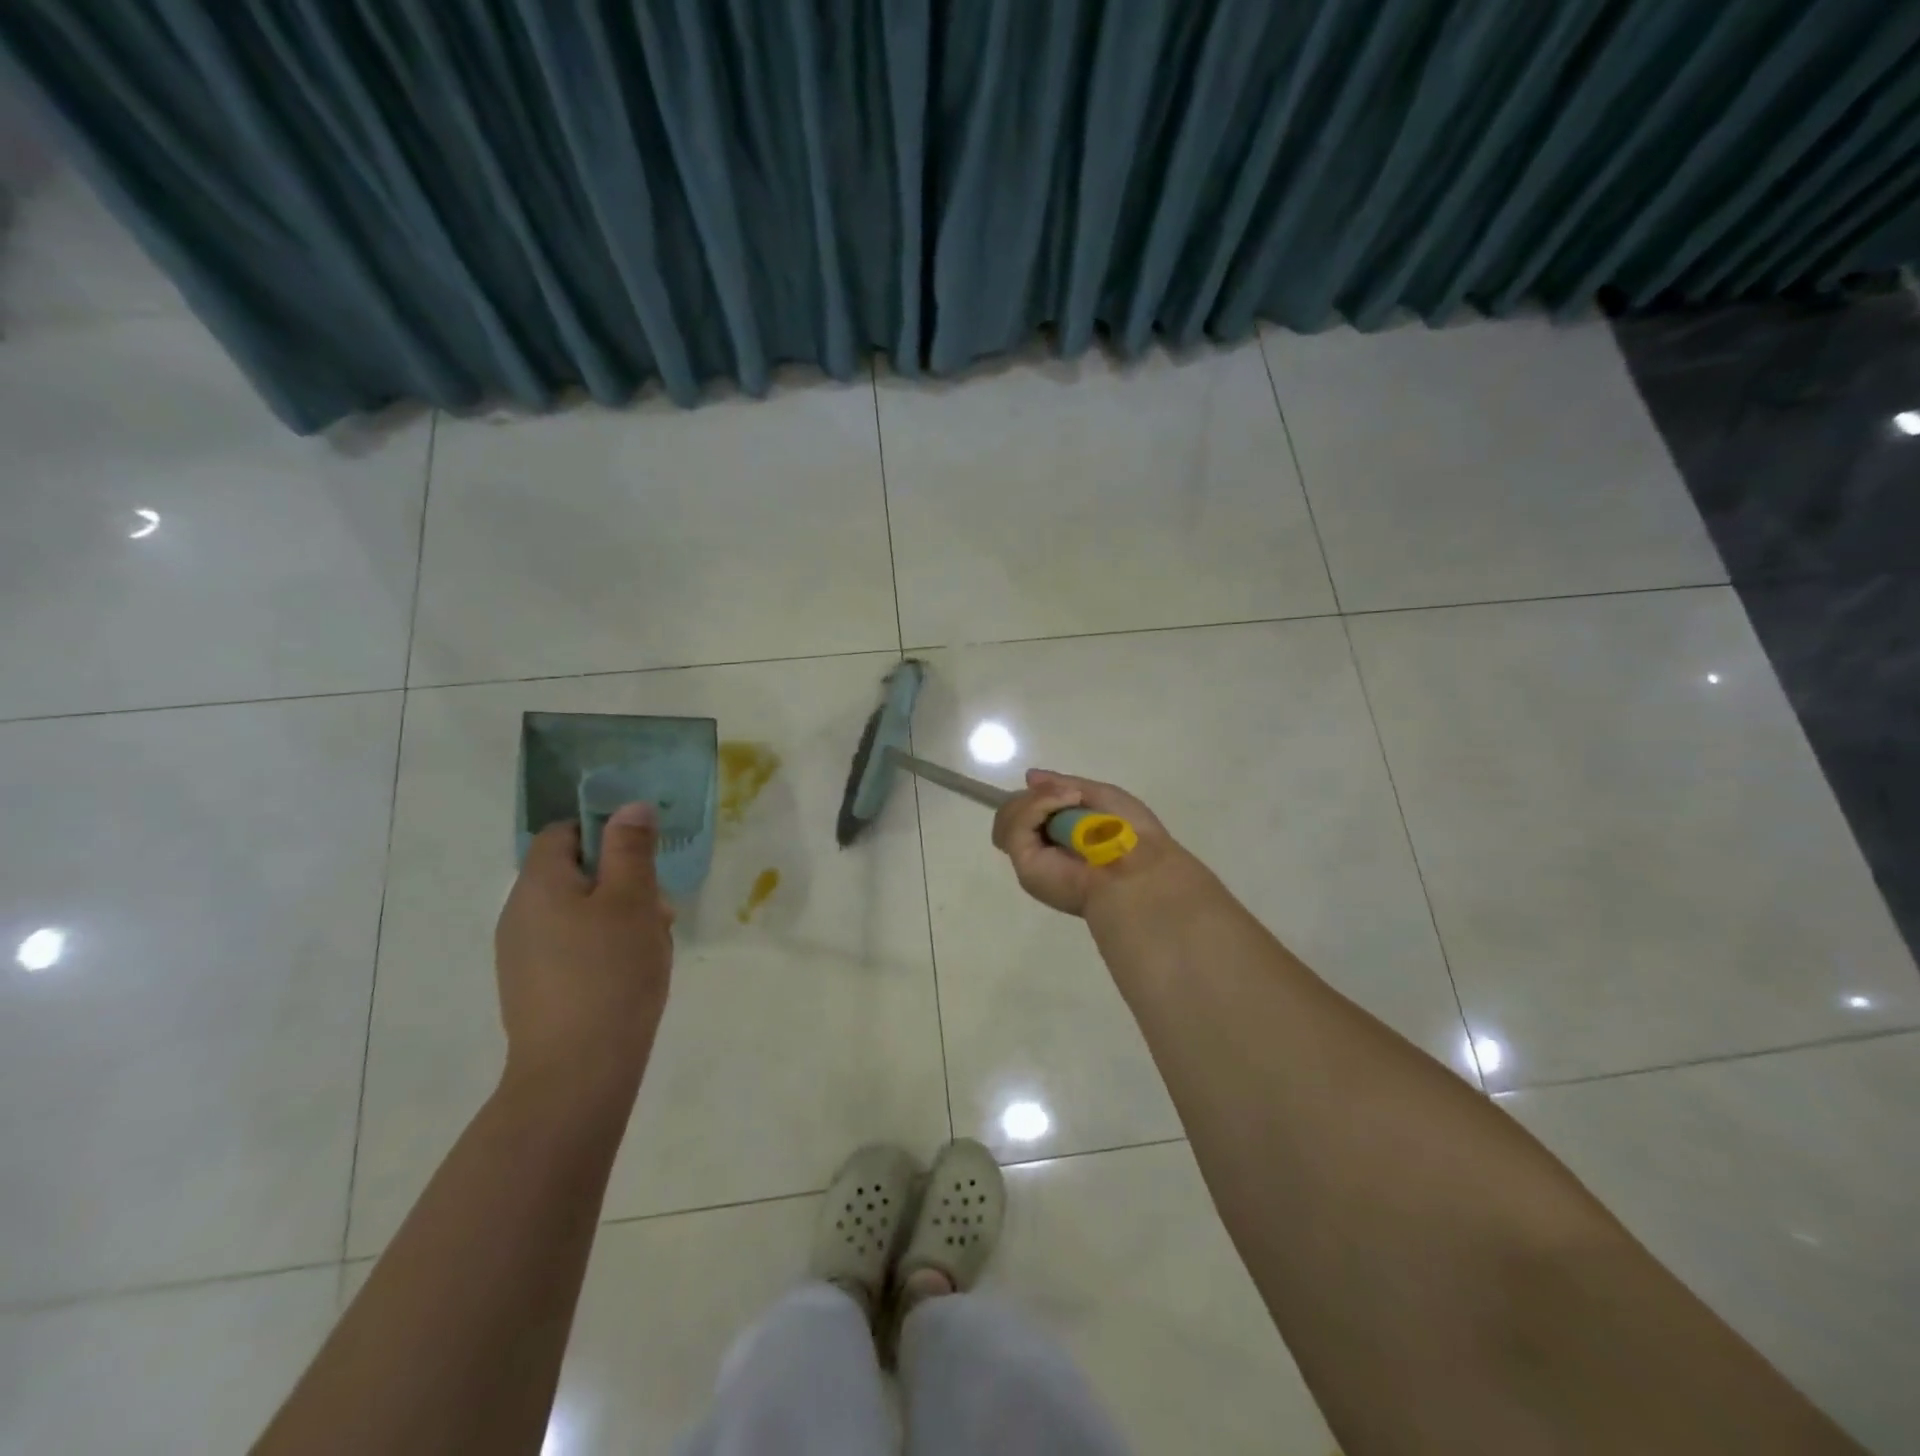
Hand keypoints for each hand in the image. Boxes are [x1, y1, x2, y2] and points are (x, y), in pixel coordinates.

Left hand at [494, 804, 674, 1107]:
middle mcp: (519, 913)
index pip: (564, 833)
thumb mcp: (633, 900)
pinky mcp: (533, 986)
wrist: (576, 1071)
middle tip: (659, 909)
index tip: (643, 858)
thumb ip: (631, 848)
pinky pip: (570, 946)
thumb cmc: (610, 972)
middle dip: (622, 881)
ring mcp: (521, 954)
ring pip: (577, 912)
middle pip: (573, 873)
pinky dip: (601, 947)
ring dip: (617, 916)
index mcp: (539, 884)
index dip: (605, 834)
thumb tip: (629, 806)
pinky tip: (629, 973)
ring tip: (652, 944)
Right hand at [990, 769, 1191, 916]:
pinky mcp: (1024, 864)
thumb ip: (1062, 786)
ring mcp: (1030, 857)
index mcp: (1058, 837)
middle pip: (1011, 812)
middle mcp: (1041, 849)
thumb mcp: (1099, 795)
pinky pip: (1015, 825)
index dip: (1038, 796)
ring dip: (1037, 799)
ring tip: (1071, 799)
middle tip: (1070, 795)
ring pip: (1007, 817)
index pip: (1026, 811)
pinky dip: (1037, 805)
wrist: (1140, 868)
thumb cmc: (1129, 834)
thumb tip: (1029, 777)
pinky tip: (1066, 802)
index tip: (1064, 789)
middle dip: (1036, 797)